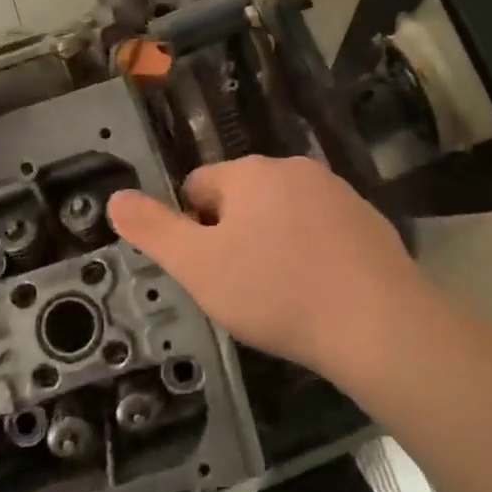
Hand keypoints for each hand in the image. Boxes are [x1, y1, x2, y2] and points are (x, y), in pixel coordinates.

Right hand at [108, 156, 438, 377]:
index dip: (192, 229)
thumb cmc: (276, 292)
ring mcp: (336, 190)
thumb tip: (115, 197)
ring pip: (282, 212)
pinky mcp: (367, 218)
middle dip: (233, 234)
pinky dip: (310, 250)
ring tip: (282, 292)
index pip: (198, 186)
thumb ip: (153, 229)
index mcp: (250, 173)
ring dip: (272, 242)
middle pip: (241, 197)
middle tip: (242, 286)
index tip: (209, 271)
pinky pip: (320, 228)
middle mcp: (294, 168)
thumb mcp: (198, 267)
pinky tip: (319, 289)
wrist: (376, 322)